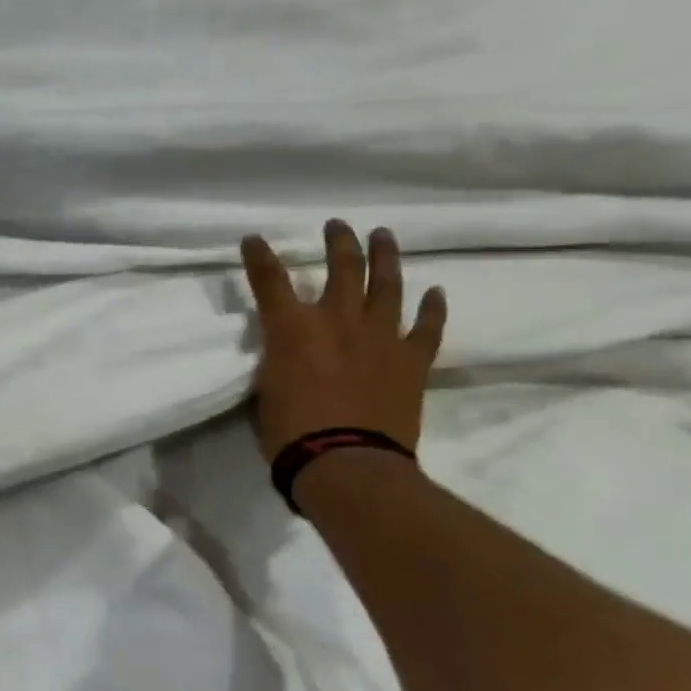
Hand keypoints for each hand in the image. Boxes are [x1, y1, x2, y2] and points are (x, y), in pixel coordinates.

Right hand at [241, 223, 447, 459]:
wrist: (347, 465)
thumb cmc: (290, 434)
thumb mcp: (265, 392)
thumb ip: (276, 363)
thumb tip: (286, 356)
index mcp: (293, 329)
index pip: (270, 280)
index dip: (260, 256)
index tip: (254, 239)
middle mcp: (338, 320)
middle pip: (342, 267)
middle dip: (338, 241)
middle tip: (338, 225)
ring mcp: (380, 336)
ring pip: (387, 284)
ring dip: (385, 256)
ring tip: (384, 236)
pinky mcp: (412, 360)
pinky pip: (427, 327)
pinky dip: (432, 309)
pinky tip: (436, 292)